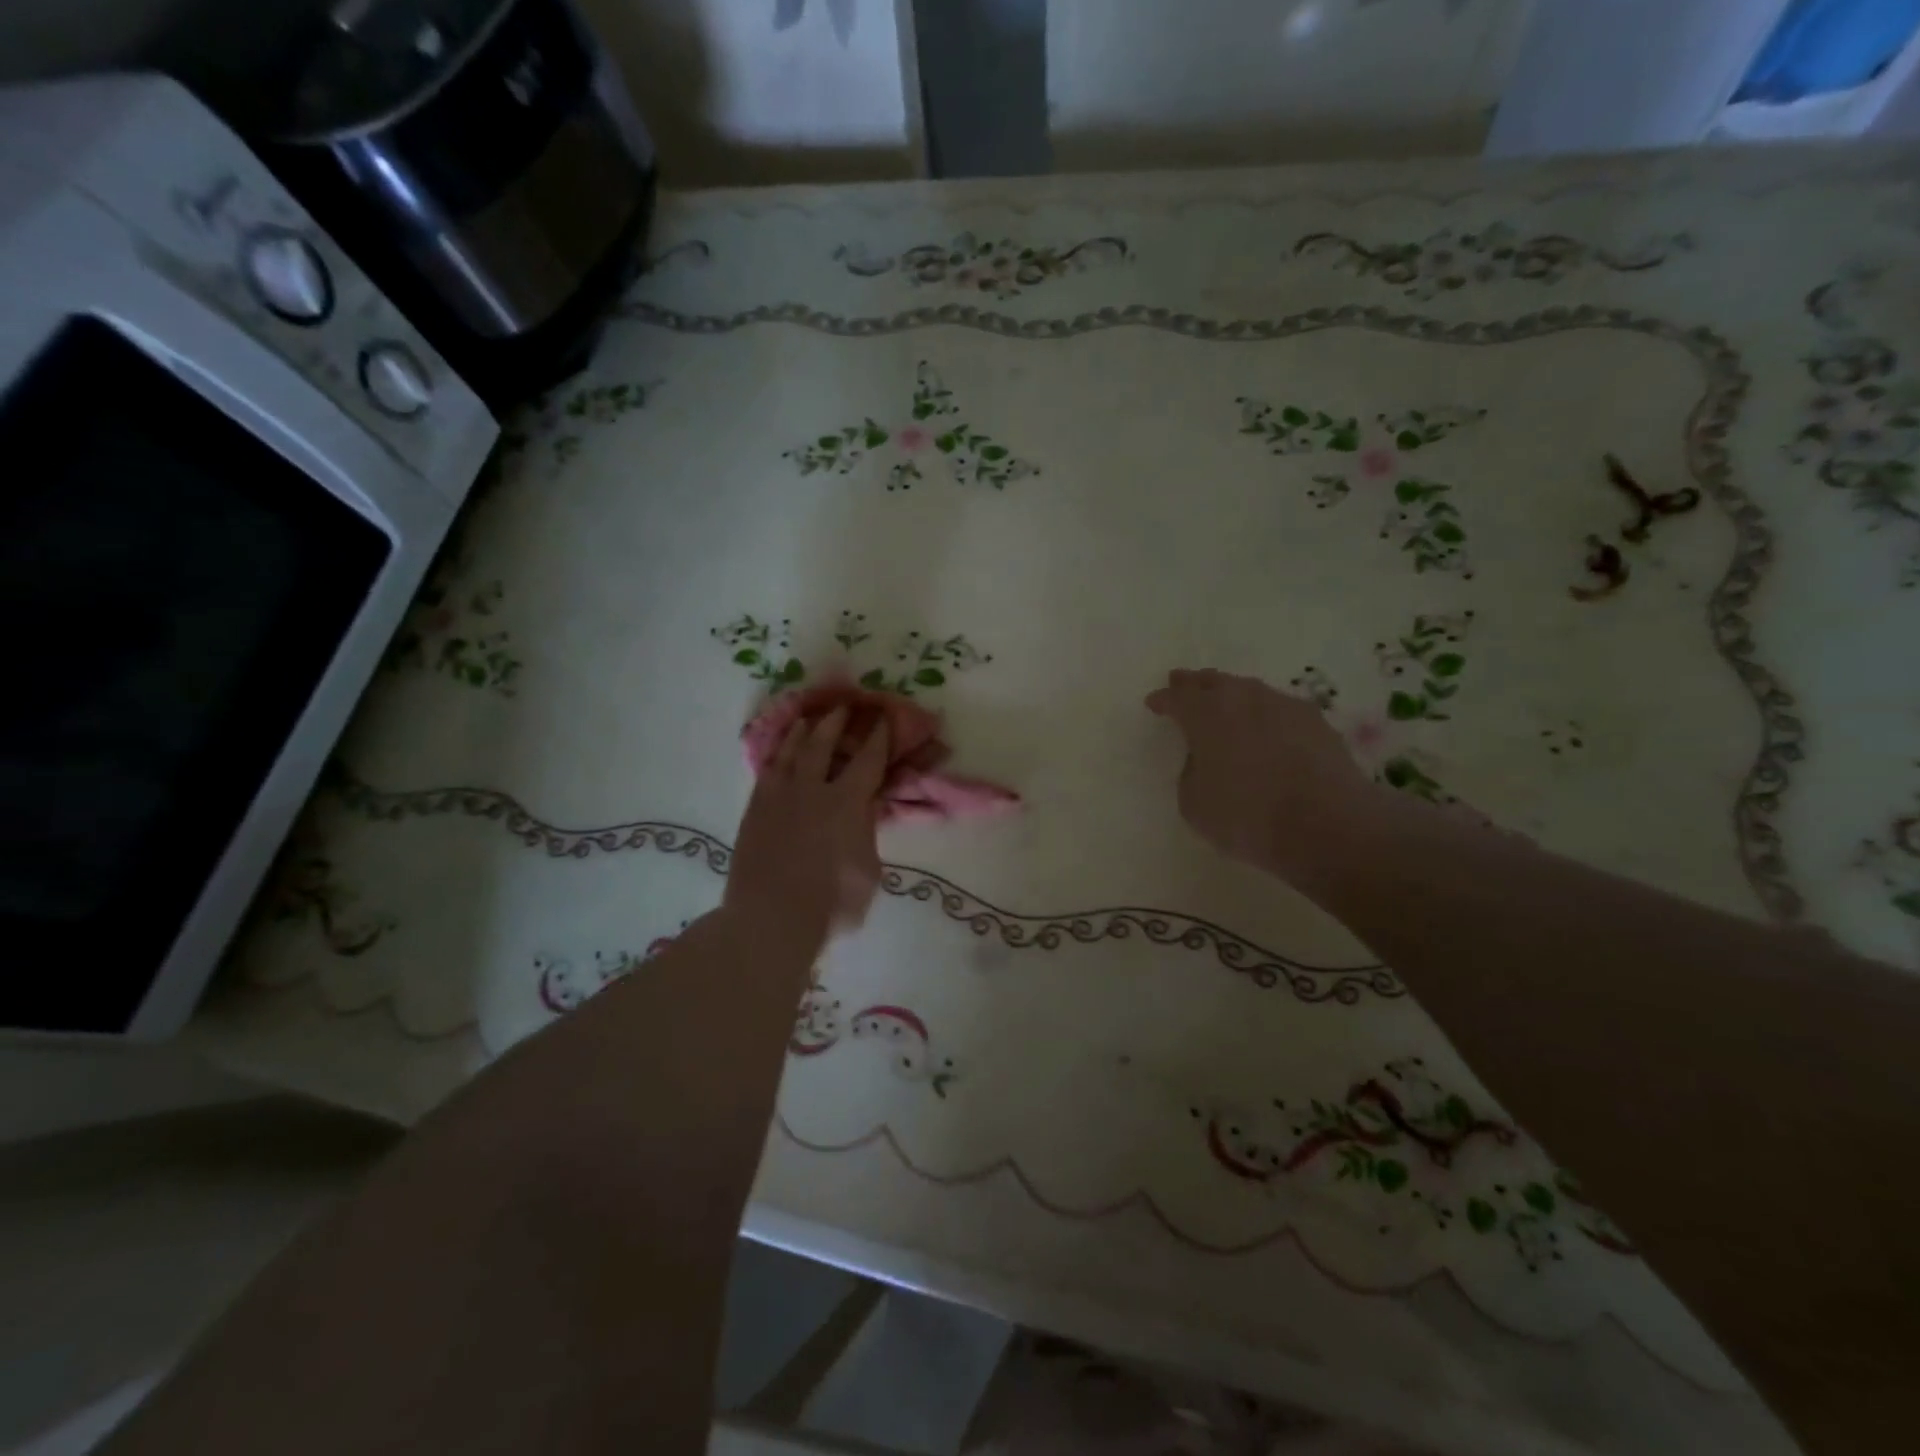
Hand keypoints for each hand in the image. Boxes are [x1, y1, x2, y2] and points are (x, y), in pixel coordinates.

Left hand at [726, 706, 890, 941]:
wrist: (771, 918)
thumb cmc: (831, 902)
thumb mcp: (868, 870)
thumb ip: (867, 835)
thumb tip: (863, 814)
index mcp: (848, 802)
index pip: (868, 760)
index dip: (879, 737)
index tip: (884, 718)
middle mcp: (813, 789)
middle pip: (824, 743)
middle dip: (837, 721)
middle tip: (845, 704)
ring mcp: (779, 796)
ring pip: (791, 751)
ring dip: (803, 731)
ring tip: (809, 718)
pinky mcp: (755, 810)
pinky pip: (767, 771)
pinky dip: (776, 755)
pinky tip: (779, 751)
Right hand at [1146, 668, 1377, 880]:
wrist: (1328, 827)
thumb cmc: (1247, 817)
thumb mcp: (1194, 803)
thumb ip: (1192, 772)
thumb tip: (1205, 759)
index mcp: (1207, 714)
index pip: (1178, 697)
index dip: (1164, 700)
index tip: (1154, 703)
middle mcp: (1245, 699)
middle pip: (1215, 682)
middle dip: (1196, 684)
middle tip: (1183, 683)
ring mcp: (1286, 706)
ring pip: (1250, 691)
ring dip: (1233, 696)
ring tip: (1226, 705)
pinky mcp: (1318, 723)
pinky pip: (1280, 709)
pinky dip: (1266, 714)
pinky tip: (1266, 727)